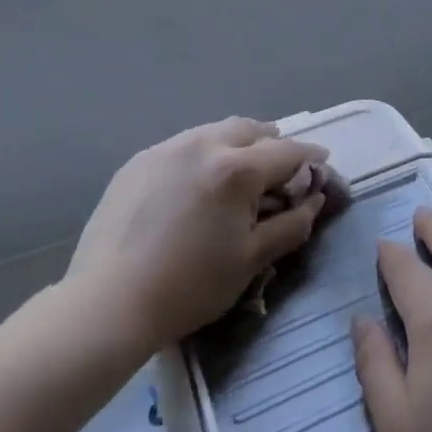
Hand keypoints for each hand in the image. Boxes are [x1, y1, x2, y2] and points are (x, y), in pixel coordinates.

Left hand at [65, 117, 331, 356]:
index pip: (287, 151)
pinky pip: (182, 146)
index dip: (310, 157)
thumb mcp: (251, 260)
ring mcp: (167, 148)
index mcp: (237, 168)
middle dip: (272, 143)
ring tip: (239, 169)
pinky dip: (202, 155)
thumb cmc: (190, 285)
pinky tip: (195, 183)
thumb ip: (291, 225)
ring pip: (214, 131)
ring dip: (236, 143)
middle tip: (280, 167)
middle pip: (251, 129)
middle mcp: (204, 144)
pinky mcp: (139, 161)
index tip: (322, 162)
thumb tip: (314, 200)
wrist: (108, 302)